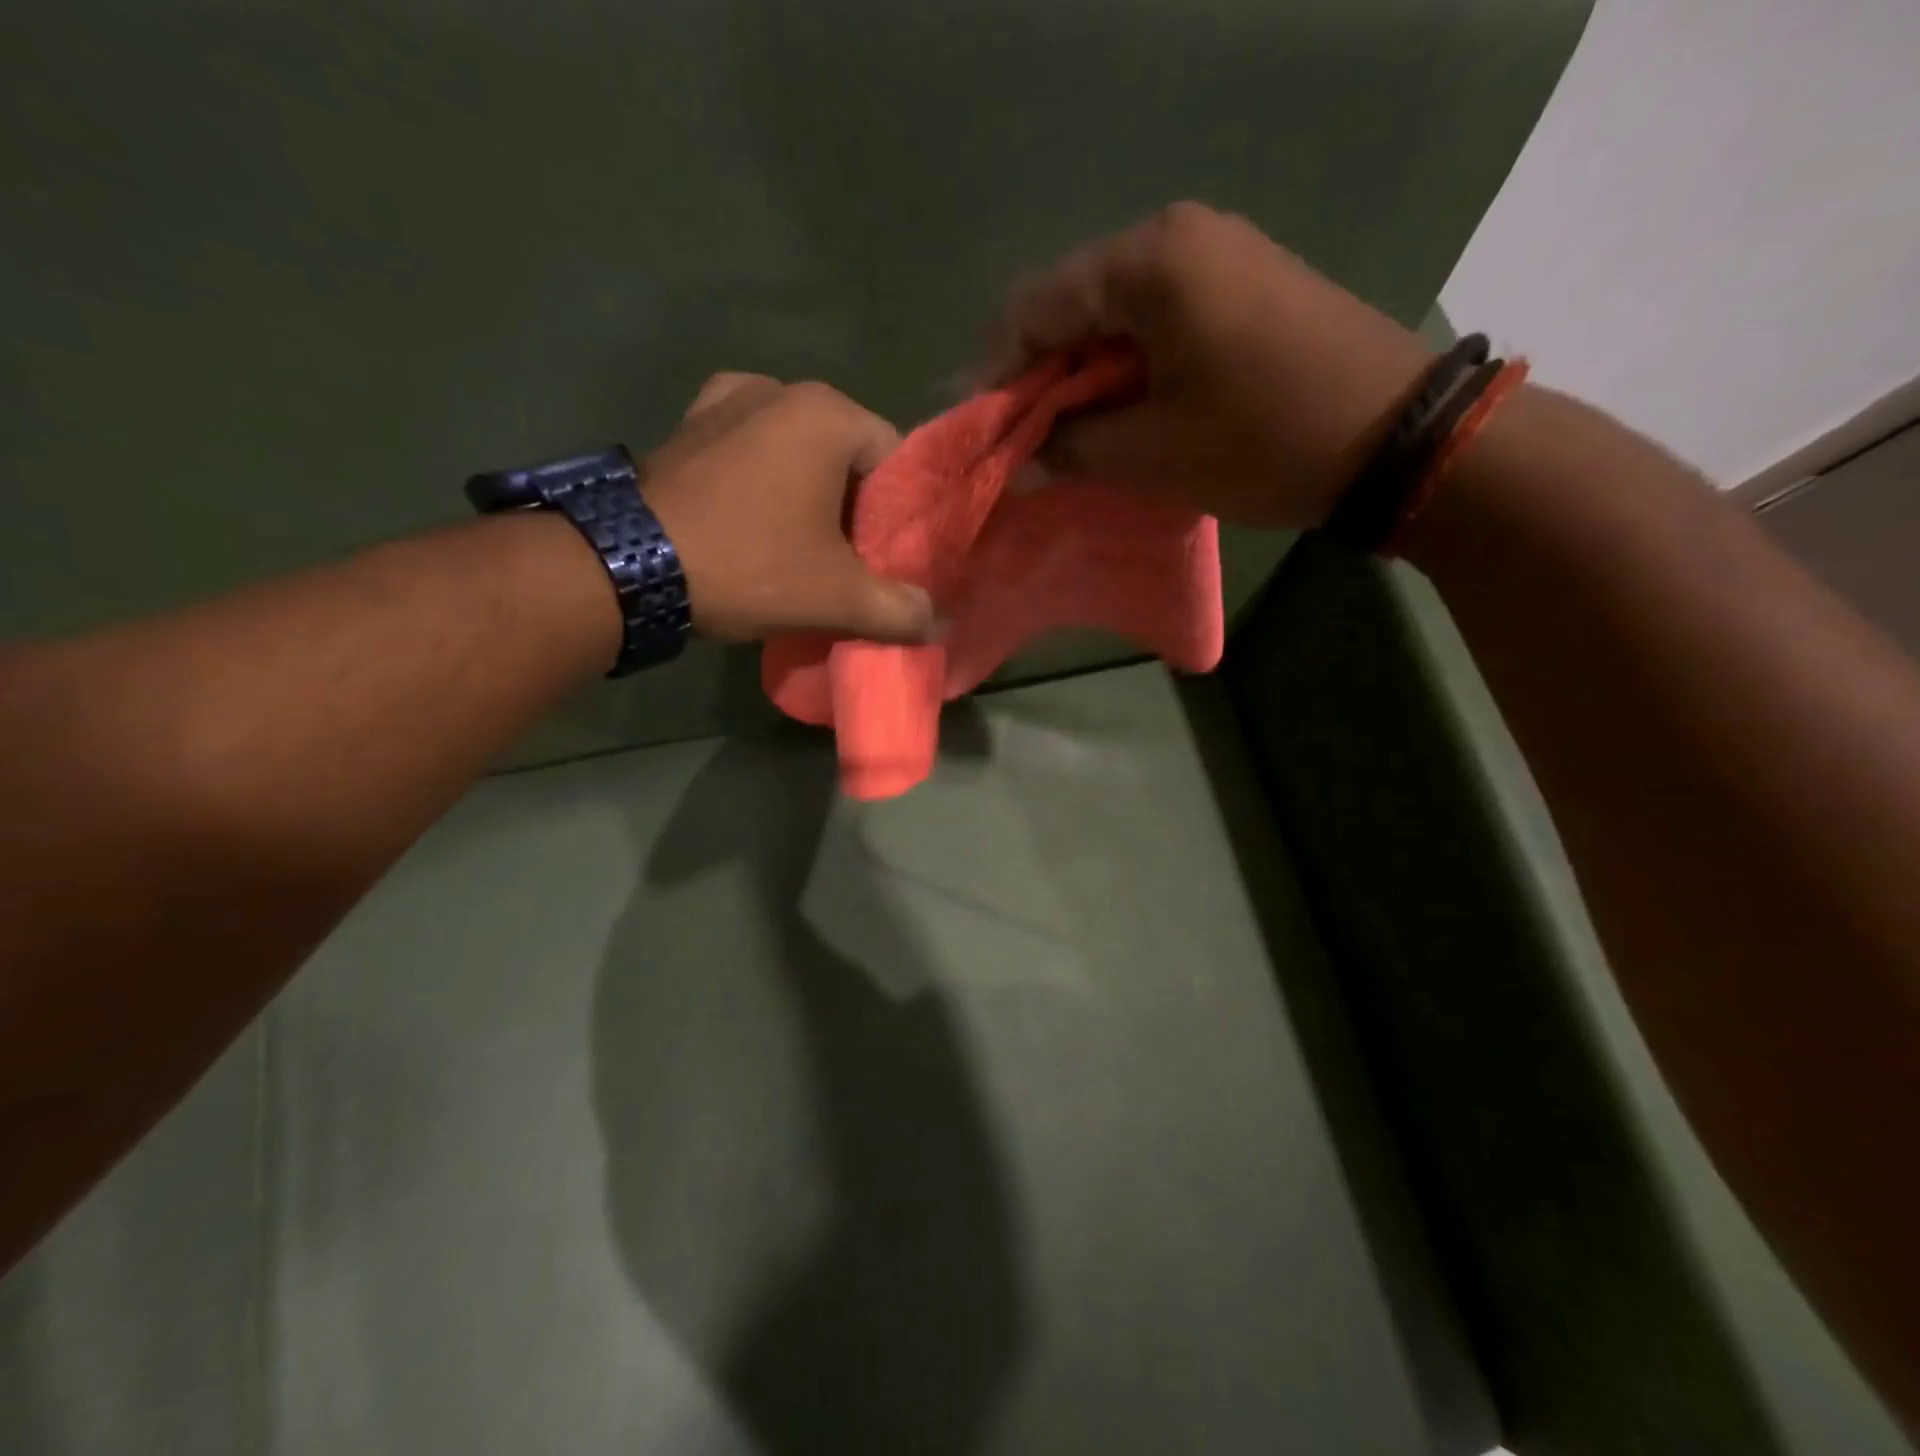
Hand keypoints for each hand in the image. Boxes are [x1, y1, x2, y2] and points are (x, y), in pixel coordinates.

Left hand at [640, 373, 934, 643]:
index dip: (898, 516)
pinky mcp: (687, 425)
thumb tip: (936, 622)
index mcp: (828, 413)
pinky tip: (755, 516)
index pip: (895, 462)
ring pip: (796, 453)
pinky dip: (761, 480)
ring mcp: (725, 399)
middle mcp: (780, 389)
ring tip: (797, 546)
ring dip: (807, 496)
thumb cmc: (752, 565)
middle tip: (845, 562)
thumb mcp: (838, 597)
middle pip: (846, 457)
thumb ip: (899, 609)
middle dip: (853, 508)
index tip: (884, 559)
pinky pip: (749, 450)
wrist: (630, 565)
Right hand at [989, 202, 1435, 527]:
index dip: (996, 371)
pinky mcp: (1242, 285)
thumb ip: (1070, 447)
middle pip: (1072, 304)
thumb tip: (1021, 457)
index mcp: (1148, 263)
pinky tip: (1122, 413)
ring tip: (1071, 437)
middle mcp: (1177, 237)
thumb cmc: (1262, 441)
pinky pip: (1156, 320)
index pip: (1034, 306)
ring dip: (1083, 376)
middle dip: (1040, 376)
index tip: (983, 429)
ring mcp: (1216, 255)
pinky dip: (1126, 368)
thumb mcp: (1151, 453)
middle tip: (1026, 441)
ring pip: (1113, 315)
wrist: (1395, 438)